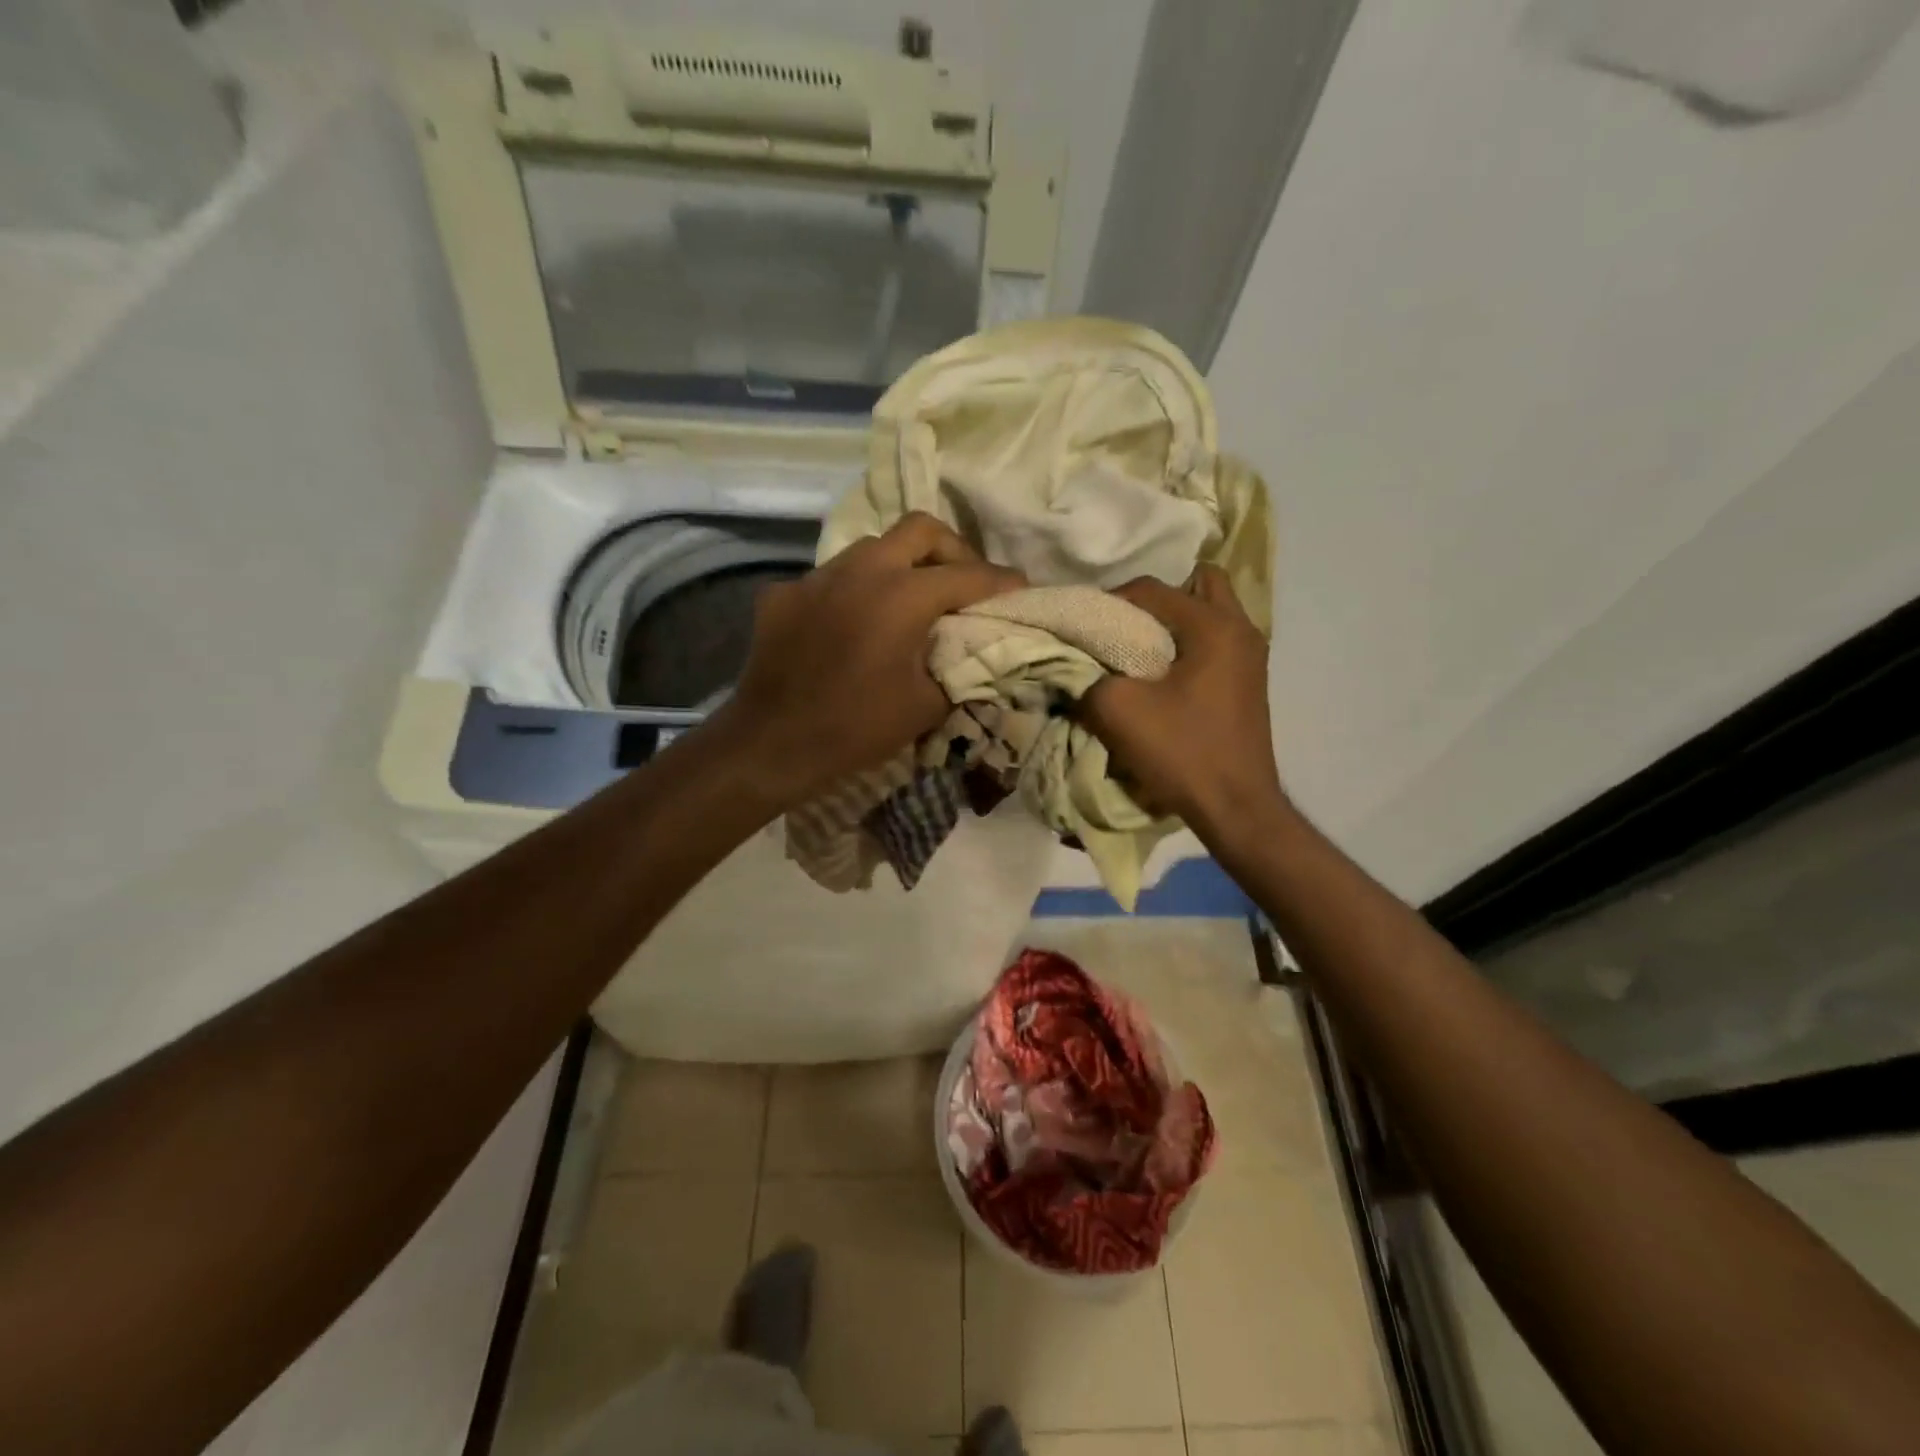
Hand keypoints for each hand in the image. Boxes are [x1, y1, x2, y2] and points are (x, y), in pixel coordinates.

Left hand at [721, 513, 1023, 803]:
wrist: (772, 744)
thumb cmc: (856, 728)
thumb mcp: (926, 706)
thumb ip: (957, 669)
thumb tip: (970, 654)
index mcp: (902, 595)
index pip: (967, 575)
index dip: (1001, 581)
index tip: (1020, 588)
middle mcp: (860, 570)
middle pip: (920, 529)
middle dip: (952, 549)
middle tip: (963, 582)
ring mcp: (816, 577)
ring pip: (871, 547)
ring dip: (900, 565)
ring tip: (908, 601)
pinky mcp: (783, 594)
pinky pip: (830, 579)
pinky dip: (853, 592)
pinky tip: (851, 625)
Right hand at [1080, 566, 1287, 846]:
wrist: (1236, 807)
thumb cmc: (1182, 752)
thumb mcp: (1118, 711)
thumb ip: (1087, 677)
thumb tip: (1073, 665)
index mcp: (1213, 626)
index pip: (1152, 589)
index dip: (1111, 602)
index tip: (1084, 626)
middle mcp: (1240, 629)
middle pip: (1197, 583)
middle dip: (1155, 599)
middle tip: (1124, 624)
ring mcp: (1250, 655)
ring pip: (1210, 611)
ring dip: (1173, 620)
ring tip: (1139, 646)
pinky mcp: (1248, 680)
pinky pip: (1215, 639)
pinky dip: (1187, 643)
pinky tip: (1161, 673)